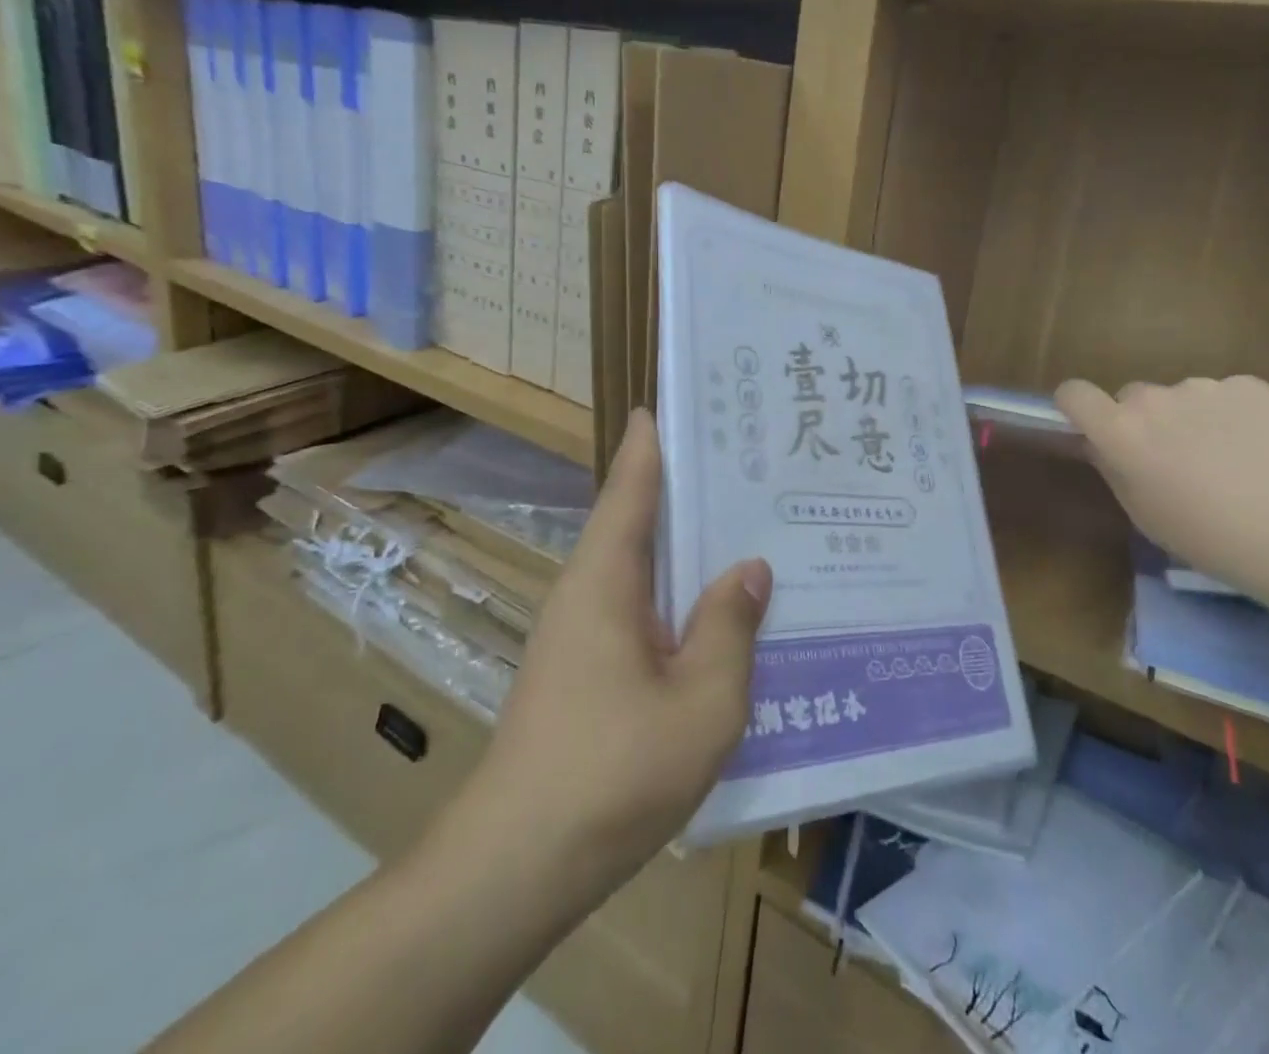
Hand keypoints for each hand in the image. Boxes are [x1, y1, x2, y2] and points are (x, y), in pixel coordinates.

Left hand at [452, 409, 770, 893]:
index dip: (652, 441)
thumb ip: (730, 627)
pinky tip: (719, 613)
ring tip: (749, 527)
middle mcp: (588, 591)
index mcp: (606, 578)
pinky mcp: (586, 671)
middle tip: (748, 462)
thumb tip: (750, 569)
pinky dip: (679, 596)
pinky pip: (641, 611)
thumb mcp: (702, 701)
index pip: (631, 486)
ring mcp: (582, 633)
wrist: (517, 866)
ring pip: (643, 569)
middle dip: (687, 489)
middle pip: (639, 520)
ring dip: (687, 547)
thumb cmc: (613, 773)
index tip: (677, 402)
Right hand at [1055, 376, 1268, 581]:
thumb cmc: (1205, 536)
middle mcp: (1153, 398)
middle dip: (1145, 420)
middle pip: (1133, 397)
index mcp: (1119, 430)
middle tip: (1173, 457)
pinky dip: (1233, 414)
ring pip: (1182, 397)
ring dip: (1191, 417)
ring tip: (1226, 457)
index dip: (1078, 407)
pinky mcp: (1250, 386)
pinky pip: (1227, 395)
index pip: (1074, 393)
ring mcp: (1203, 387)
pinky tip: (1257, 447)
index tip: (1092, 426)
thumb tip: (1104, 445)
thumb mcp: (1142, 513)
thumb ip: (1114, 468)